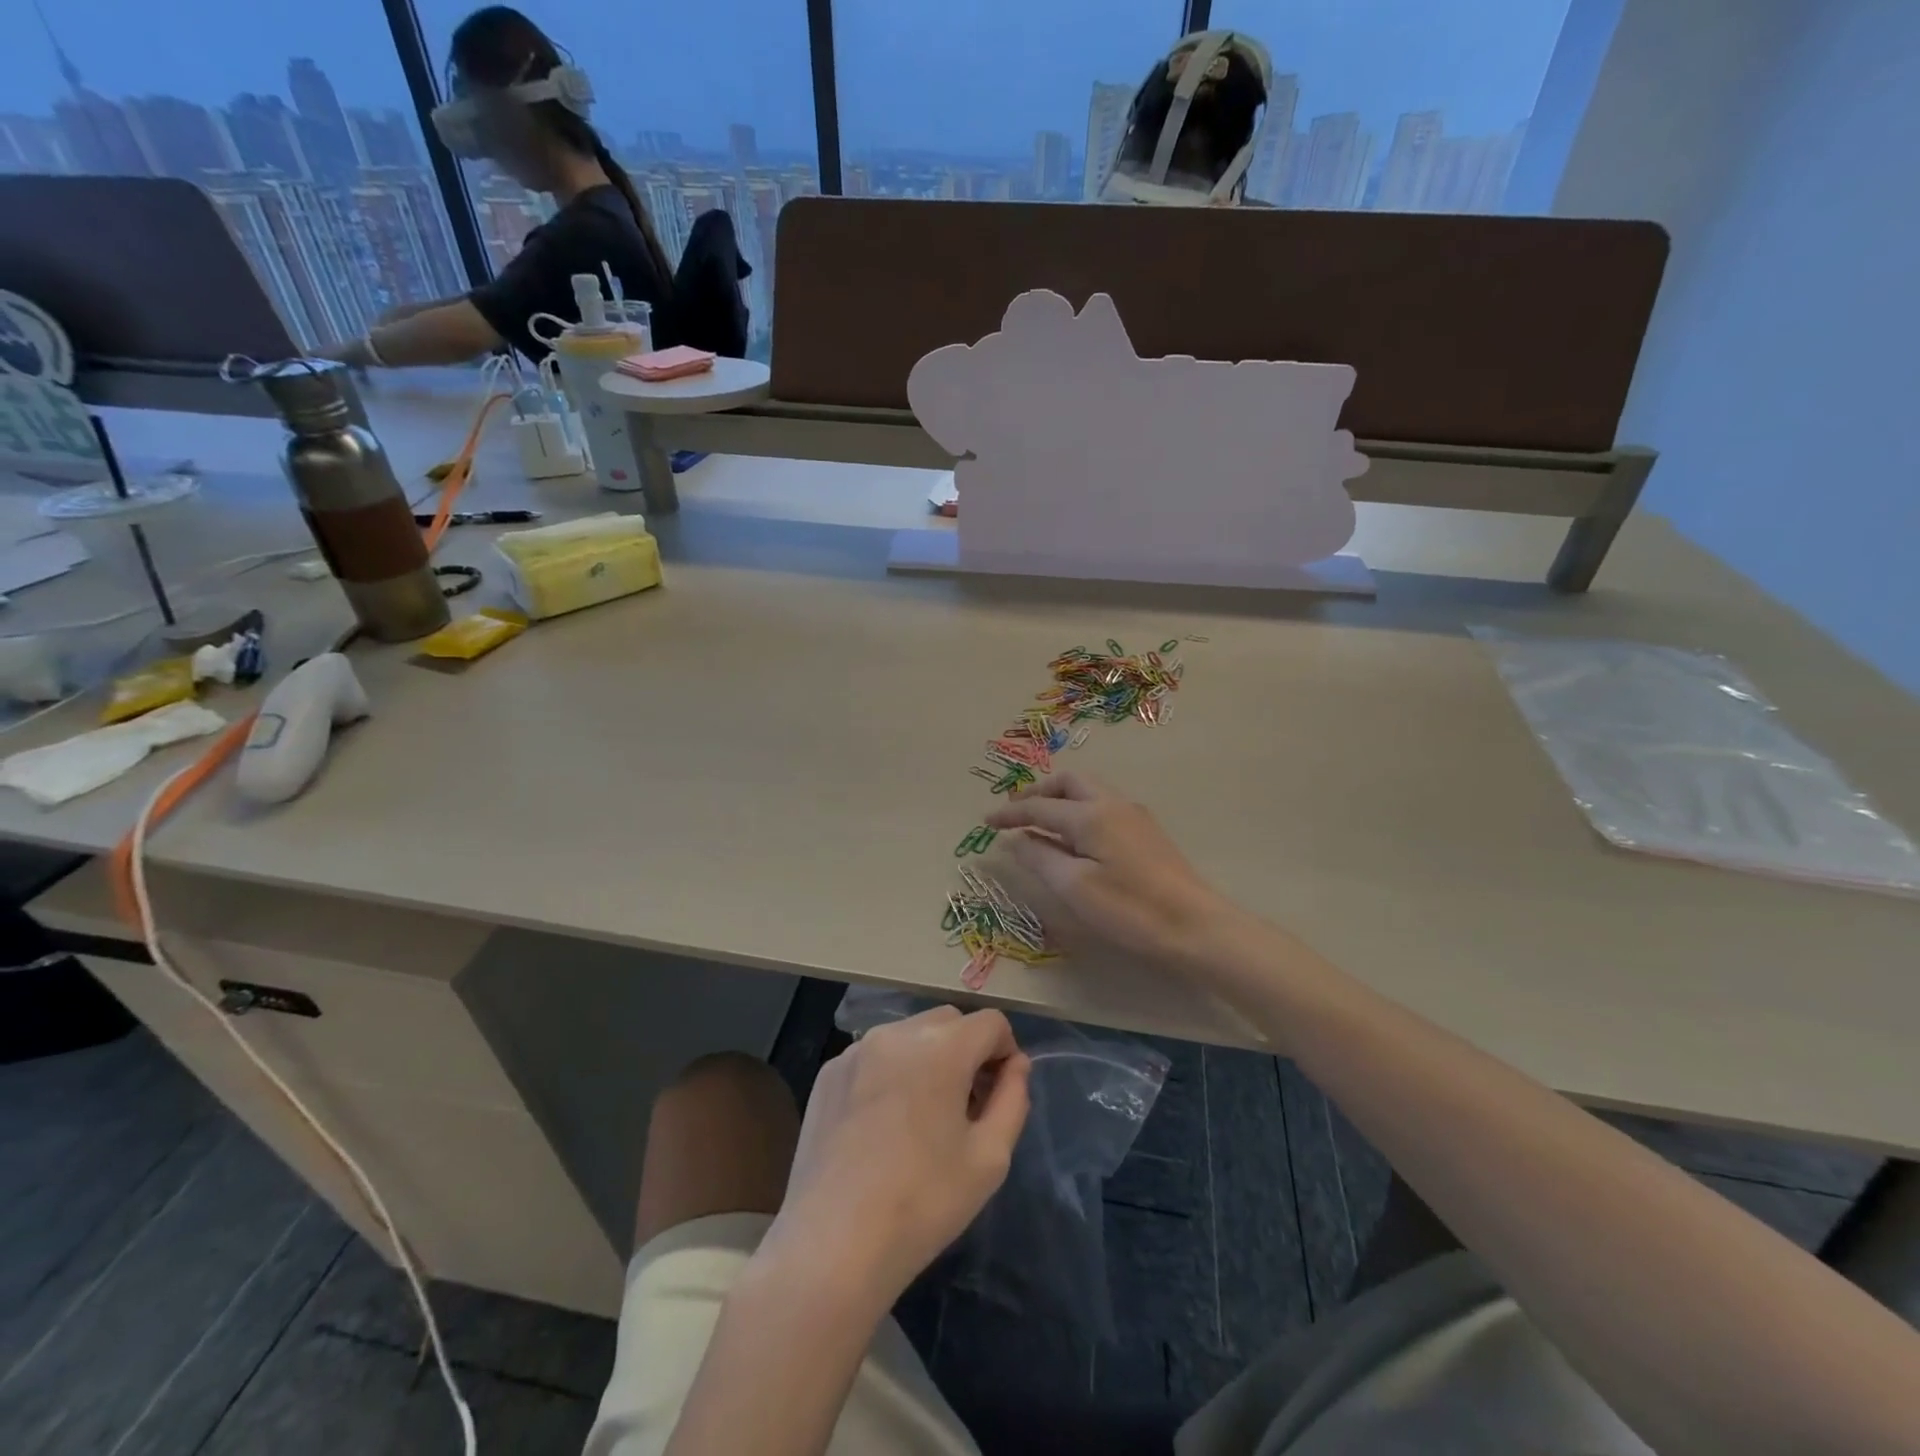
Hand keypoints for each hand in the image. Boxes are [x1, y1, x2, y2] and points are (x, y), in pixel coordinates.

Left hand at [757, 1007, 1030, 1309]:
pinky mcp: (829, 1072)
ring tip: (923, 1115)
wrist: (832, 1244)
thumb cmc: (923, 1203)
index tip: (1000, 1092)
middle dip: (968, 1050)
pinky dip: (891, 1072)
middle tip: (967, 1104)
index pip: (990, 1022)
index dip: (1005, 1051)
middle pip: (949, 1021)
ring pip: (910, 1035)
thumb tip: (1016, 1065)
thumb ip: (1012, 1099)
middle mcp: (898, 1033)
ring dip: (928, 1058)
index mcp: (942, 1048)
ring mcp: (857, 1049)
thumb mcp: (989, 1158)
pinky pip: (874, 1055)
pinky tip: (883, 1124)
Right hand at [984, 771, 1235, 965]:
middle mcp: (1112, 803)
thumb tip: (1014, 839)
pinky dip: (1079, 810)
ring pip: (1089, 791)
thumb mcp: (1074, 887)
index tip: (985, 822)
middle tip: (1015, 812)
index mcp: (1090, 814)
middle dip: (1038, 792)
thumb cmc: (1129, 908)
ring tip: (1040, 823)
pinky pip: (1103, 805)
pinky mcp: (1146, 831)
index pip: (1040, 807)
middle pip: (1068, 782)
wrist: (1195, 926)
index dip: (1010, 814)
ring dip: (1060, 799)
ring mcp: (1134, 815)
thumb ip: (1040, 858)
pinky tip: (1074, 837)